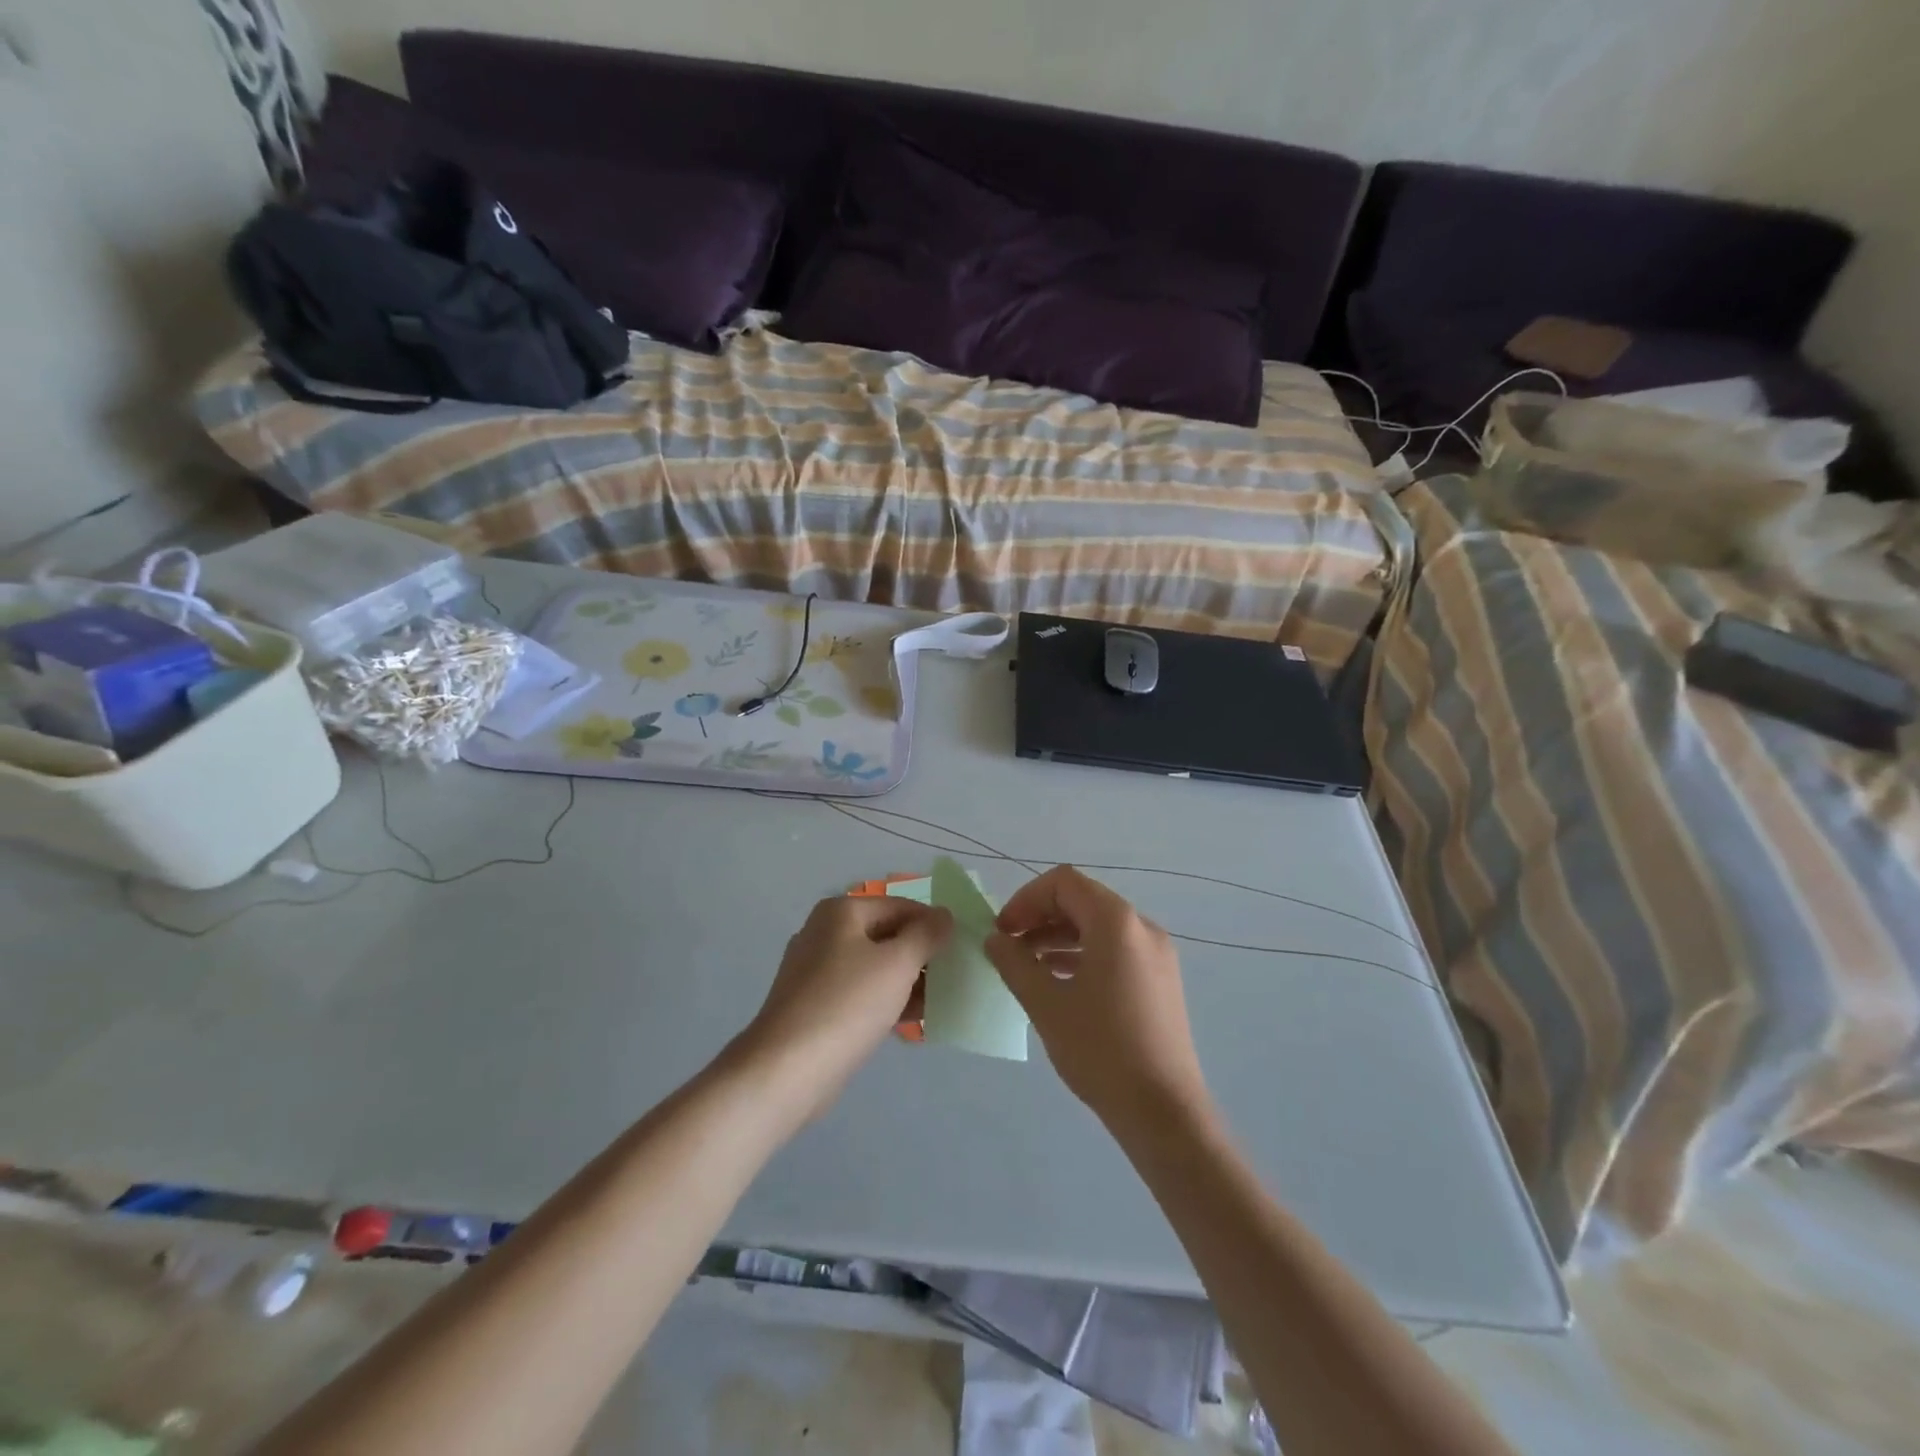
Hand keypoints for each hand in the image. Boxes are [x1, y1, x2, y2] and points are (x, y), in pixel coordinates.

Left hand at [735, 895, 951, 1128]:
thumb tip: (944, 915)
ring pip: (874, 966)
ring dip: (907, 980)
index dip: (933, 923)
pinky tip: (913, 1020)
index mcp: (841, 912)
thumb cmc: (847, 1004)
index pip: (900, 906)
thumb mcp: (897, 963)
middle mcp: (825, 933)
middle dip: (920, 954)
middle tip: (954, 976)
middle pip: (886, 934)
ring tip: (941, 1000)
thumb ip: (926, 935)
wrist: (787, 1069)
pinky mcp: (815, 1005)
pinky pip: (860, 993)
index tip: (961, 948)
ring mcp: (816, 971)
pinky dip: (886, 1000)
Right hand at [985, 866, 1211, 1135]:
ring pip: (1099, 926)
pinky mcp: (1160, 980)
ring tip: (1028, 965)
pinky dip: (1083, 954)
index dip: (1026, 899)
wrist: (1163, 1112)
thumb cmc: (1100, 1050)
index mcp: (1117, 922)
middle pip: (1083, 900)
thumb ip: (1015, 963)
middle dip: (1041, 916)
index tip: (1002, 931)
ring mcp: (1156, 954)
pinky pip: (1116, 950)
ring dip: (1059, 936)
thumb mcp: (1046, 1004)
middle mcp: (1141, 927)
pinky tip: (1059, 982)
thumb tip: (996, 939)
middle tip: (1010, 946)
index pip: (1064, 883)